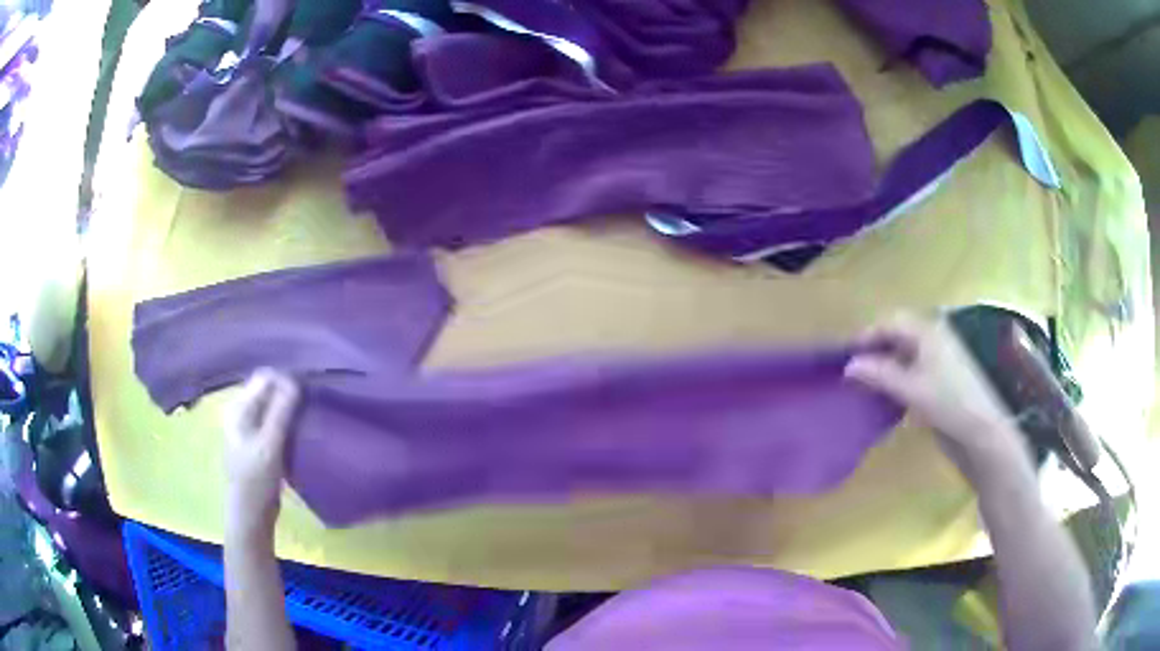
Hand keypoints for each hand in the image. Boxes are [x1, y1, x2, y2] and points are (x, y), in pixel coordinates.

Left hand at [224, 369, 299, 543]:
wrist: (251, 513)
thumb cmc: (256, 478)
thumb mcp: (270, 444)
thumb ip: (281, 412)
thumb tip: (295, 380)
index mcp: (238, 407)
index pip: (264, 378)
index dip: (285, 379)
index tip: (308, 391)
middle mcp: (241, 412)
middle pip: (268, 390)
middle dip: (289, 392)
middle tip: (311, 402)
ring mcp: (250, 428)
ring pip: (273, 407)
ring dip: (290, 408)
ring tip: (309, 415)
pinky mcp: (259, 442)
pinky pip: (275, 422)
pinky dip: (288, 422)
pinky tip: (301, 430)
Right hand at [844, 312, 1026, 476]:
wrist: (981, 429)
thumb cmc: (946, 402)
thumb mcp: (910, 388)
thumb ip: (879, 374)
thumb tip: (849, 365)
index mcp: (928, 330)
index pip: (891, 321)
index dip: (868, 335)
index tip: (847, 354)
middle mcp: (935, 336)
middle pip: (900, 333)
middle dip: (877, 348)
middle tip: (856, 369)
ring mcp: (942, 355)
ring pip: (908, 350)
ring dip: (888, 363)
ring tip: (870, 382)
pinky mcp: (945, 375)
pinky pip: (917, 365)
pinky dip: (901, 374)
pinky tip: (892, 392)